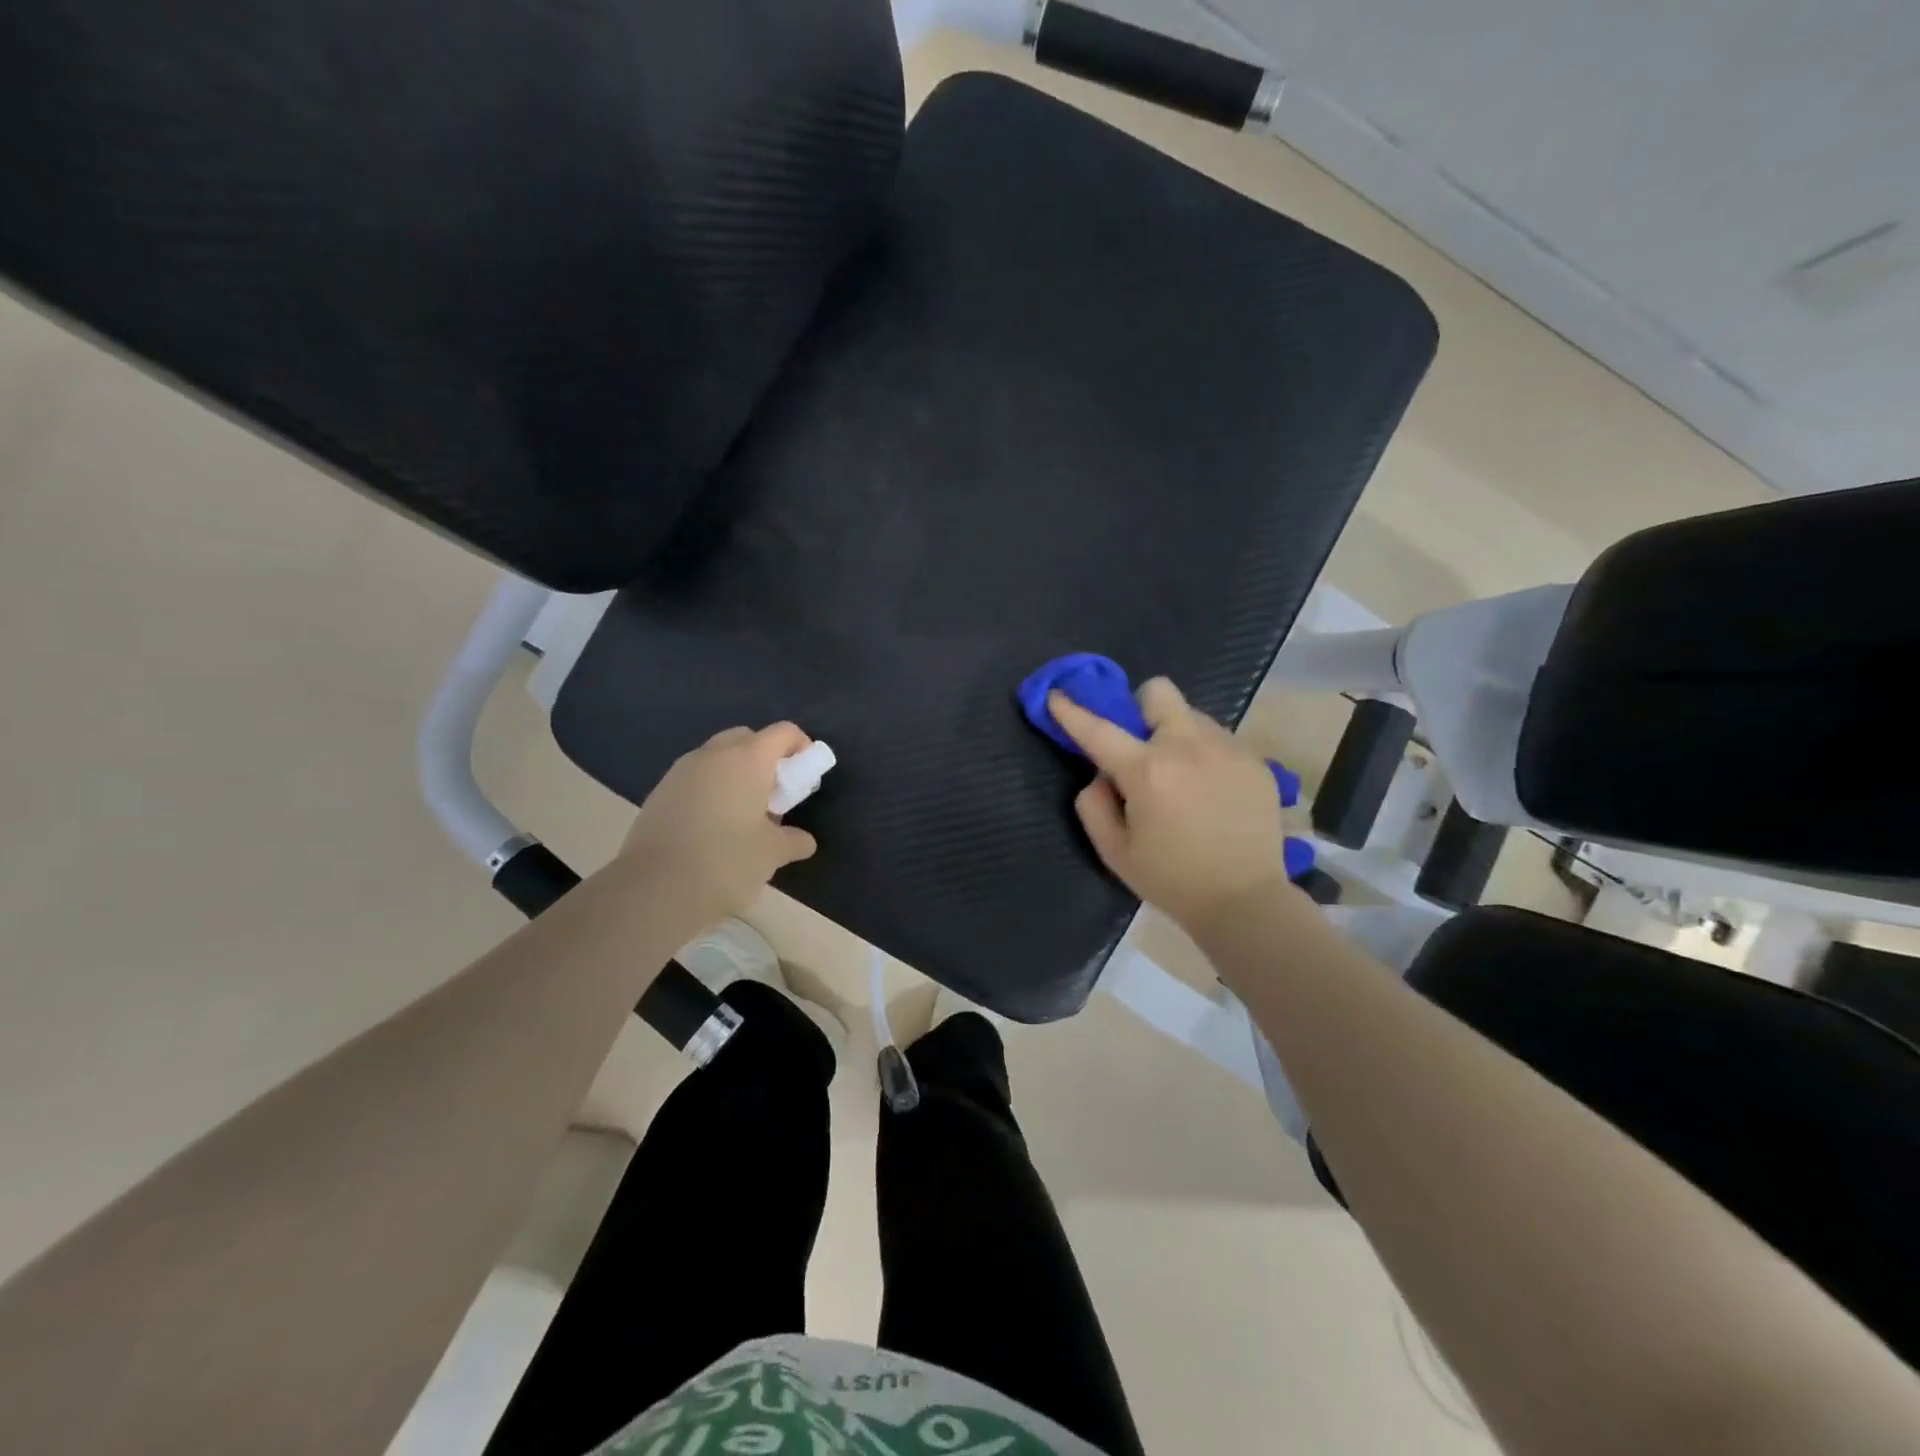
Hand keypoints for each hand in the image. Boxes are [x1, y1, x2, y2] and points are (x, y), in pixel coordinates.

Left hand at [620, 722, 819, 927]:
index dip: (801, 746)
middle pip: (746, 738)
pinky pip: (695, 780)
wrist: (654, 889)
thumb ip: (793, 841)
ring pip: (716, 758)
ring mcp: (680, 772)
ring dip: (735, 775)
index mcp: (747, 760)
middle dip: (765, 758)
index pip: (782, 732)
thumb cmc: (726, 862)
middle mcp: (712, 756)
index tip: (806, 775)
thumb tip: (804, 841)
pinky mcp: (659, 793)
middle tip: (774, 794)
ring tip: (743, 815)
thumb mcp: (771, 854)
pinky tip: (712, 828)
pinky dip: (711, 791)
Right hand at [1050, 679, 1292, 933]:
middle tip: (1142, 744)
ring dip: (1175, 734)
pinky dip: (1204, 753)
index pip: (1098, 729)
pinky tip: (1210, 790)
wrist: (1245, 901)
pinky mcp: (1254, 760)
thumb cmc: (1172, 879)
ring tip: (1182, 775)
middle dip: (1141, 708)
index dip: (1072, 710)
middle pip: (1158, 692)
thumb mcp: (1114, 852)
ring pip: (1191, 715)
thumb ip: (1093, 805)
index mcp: (1147, 771)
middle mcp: (1187, 747)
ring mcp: (1226, 749)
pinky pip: (1219, 738)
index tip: (1057, 694)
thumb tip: (1101, 776)